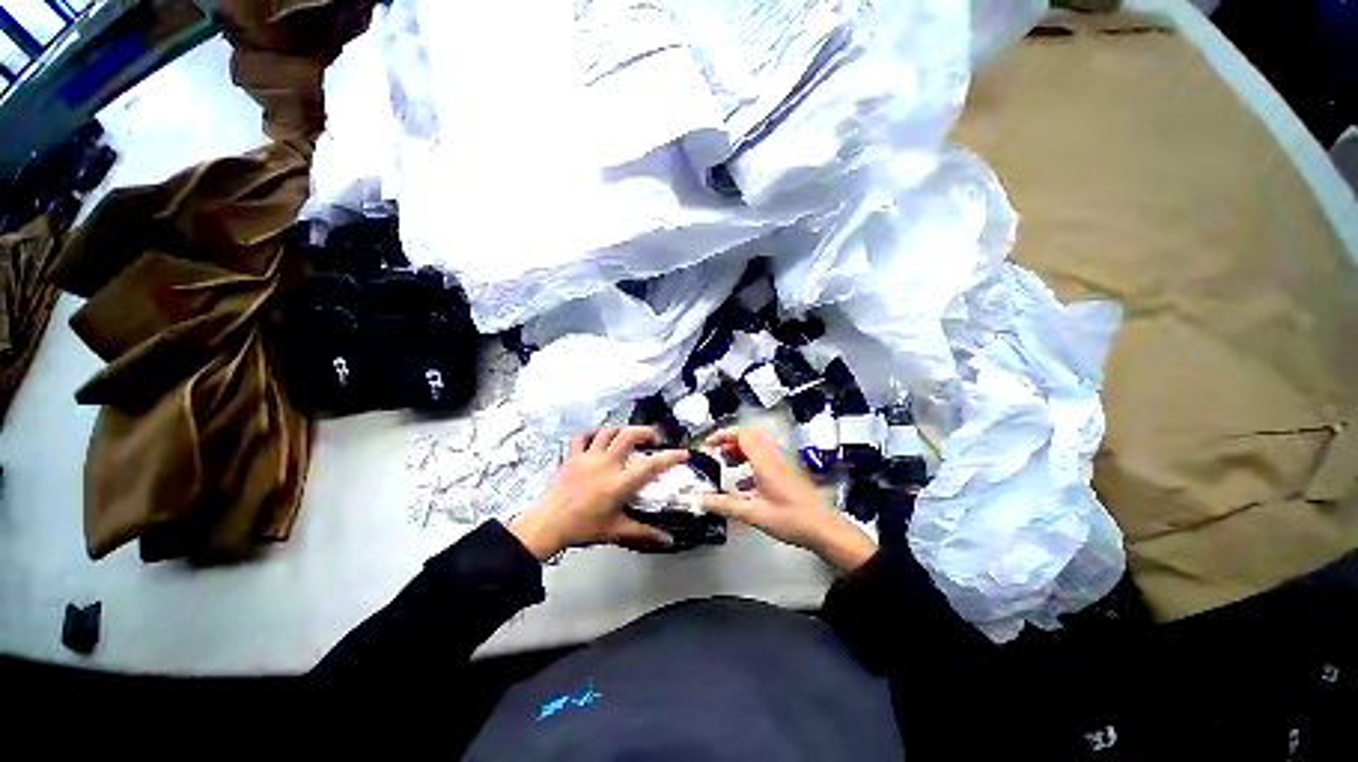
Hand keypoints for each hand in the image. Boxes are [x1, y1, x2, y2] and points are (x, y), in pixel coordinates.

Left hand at [507, 427, 687, 559]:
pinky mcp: (573, 456)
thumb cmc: (585, 528)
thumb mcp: (617, 530)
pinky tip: (597, 439)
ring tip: (628, 436)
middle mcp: (607, 464)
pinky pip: (582, 437)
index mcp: (620, 483)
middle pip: (629, 435)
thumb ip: (644, 532)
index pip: (651, 465)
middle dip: (646, 431)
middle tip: (654, 437)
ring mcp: (588, 457)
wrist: (549, 524)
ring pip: (608, 431)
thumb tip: (669, 540)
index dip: (669, 457)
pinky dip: (592, 434)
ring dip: (621, 430)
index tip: (682, 452)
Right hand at [698, 428, 875, 571]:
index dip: (723, 435)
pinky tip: (745, 482)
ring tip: (727, 464)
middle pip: (750, 436)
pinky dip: (751, 460)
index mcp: (766, 462)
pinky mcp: (787, 471)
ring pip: (759, 445)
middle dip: (730, 441)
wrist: (824, 529)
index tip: (708, 445)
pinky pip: (765, 456)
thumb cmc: (791, 520)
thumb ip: (724, 506)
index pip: (743, 435)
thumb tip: (696, 501)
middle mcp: (775, 456)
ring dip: (741, 450)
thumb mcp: (753, 514)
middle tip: (716, 454)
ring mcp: (783, 463)